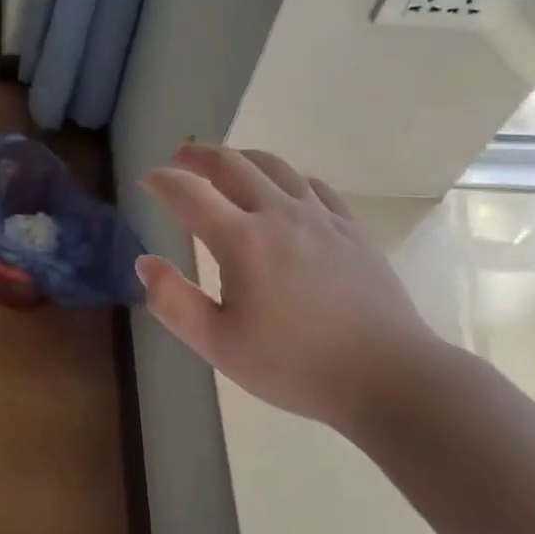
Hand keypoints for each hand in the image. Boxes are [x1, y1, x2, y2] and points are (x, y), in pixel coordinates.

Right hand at [136, 143, 441, 435]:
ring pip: (273, 166)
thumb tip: (144, 263)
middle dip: (198, 156)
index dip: (163, 181)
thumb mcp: (220, 346)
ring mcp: (320, 216)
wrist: (389, 377)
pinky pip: (312, 185)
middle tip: (179, 159)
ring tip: (225, 165)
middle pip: (231, 164)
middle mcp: (279, 214)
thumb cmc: (296, 366)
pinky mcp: (351, 228)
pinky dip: (286, 178)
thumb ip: (174, 303)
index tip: (147, 180)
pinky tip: (284, 191)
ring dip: (240, 158)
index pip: (190, 193)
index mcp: (242, 240)